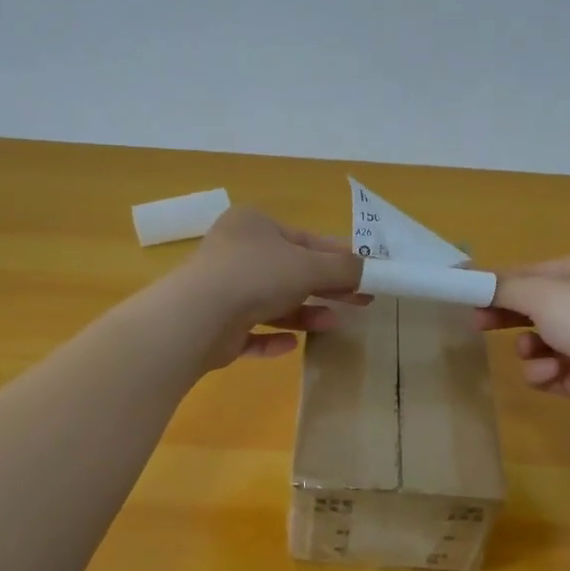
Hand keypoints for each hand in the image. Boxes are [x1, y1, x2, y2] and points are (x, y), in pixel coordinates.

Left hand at [178, 206, 368, 368]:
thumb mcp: (309, 266)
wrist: (199, 317)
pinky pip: (251, 332)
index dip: (339, 257)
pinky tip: (292, 345)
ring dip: (304, 313)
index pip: (306, 240)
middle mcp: (236, 253)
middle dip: (326, 288)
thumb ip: (343, 268)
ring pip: (272, 303)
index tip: (367, 274)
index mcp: (254, 225)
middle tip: (361, 302)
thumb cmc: (257, 276)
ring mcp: (222, 290)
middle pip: (291, 272)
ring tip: (332, 324)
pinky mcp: (216, 326)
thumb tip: (369, 269)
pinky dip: (273, 338)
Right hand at [474, 253, 569, 418]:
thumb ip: (501, 286)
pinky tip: (554, 372)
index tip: (469, 293)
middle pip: (535, 308)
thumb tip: (466, 277)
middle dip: (507, 317)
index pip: (534, 273)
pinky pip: (550, 370)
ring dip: (529, 348)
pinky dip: (545, 371)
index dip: (500, 283)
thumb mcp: (538, 291)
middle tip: (478, 323)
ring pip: (539, 342)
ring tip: (531, 351)